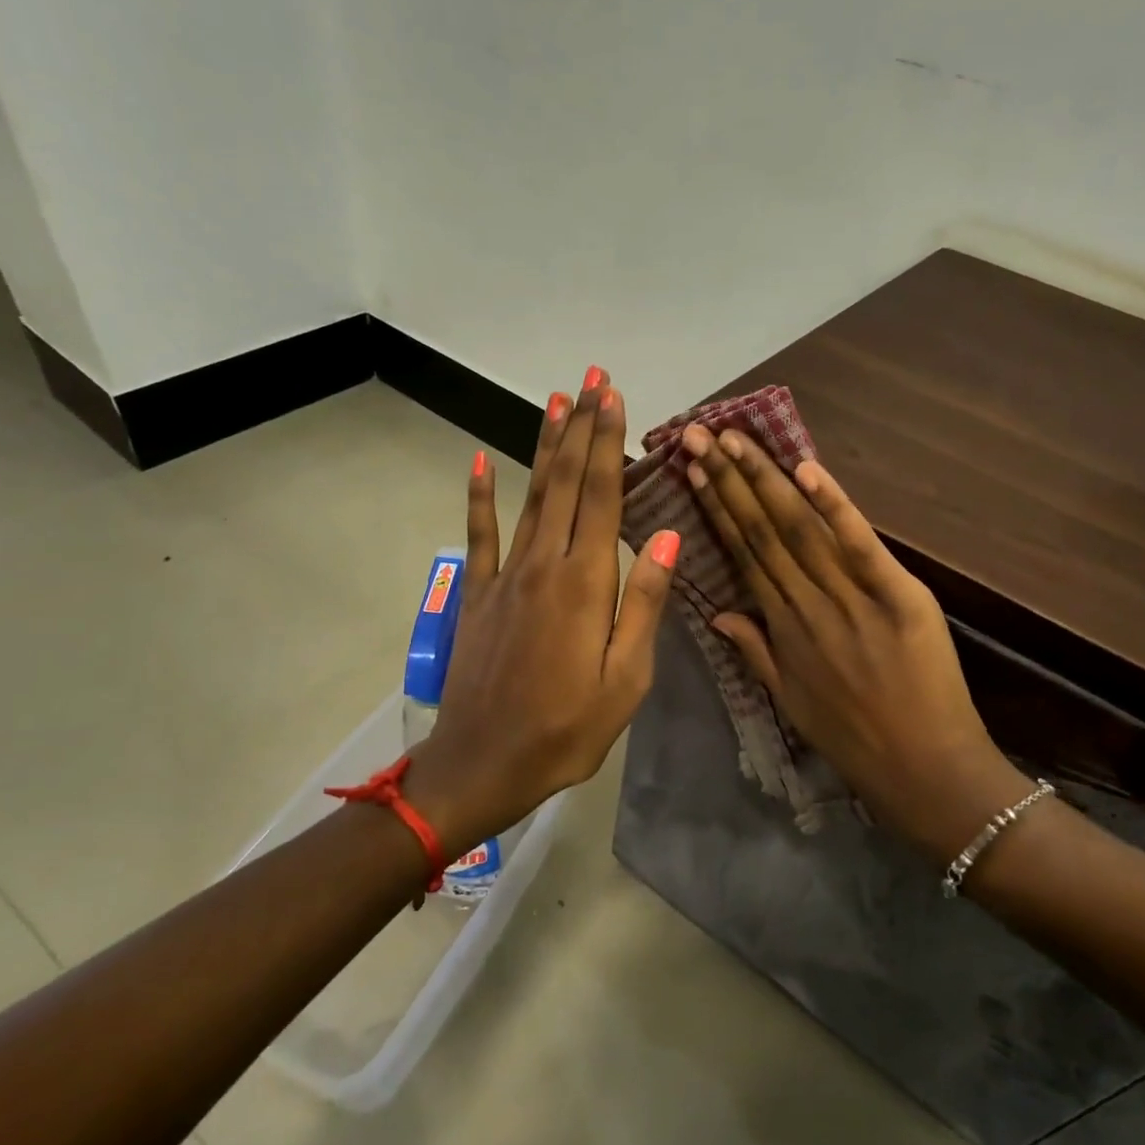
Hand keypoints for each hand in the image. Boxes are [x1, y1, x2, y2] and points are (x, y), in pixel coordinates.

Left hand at [404, 371, 679, 853]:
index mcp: (586, 583)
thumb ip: (644, 603)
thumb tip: (666, 536)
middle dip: (581, 428)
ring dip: (544, 446)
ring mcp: (505, 576)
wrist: (483, 765)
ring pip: (530, 496)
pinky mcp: (478, 595)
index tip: (614, 396)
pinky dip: (479, 497)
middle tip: (591, 379)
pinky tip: (478, 462)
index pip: (601, 496)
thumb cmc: (568, 729)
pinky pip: (479, 536)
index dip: (607, 443)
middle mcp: (544, 565)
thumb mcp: (626, 678)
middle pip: (566, 483)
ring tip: (555, 401)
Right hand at [680, 424, 1030, 866]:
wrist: (923, 771)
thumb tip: (717, 613)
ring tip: (734, 439)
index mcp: (782, 627)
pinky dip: (835, 506)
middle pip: (762, 531)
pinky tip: (807, 469)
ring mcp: (851, 599)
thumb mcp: (790, 700)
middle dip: (728, 479)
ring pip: (799, 530)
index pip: (742, 553)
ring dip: (765, 480)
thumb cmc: (854, 739)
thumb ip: (754, 651)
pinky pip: (860, 545)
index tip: (693, 469)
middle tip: (698, 434)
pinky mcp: (898, 596)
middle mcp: (806, 605)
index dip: (717, 508)